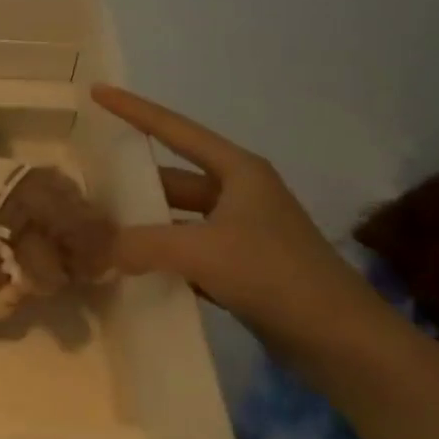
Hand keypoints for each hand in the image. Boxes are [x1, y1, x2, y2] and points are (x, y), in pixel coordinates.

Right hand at [91, 84, 381, 360]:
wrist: (348, 347)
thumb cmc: (277, 276)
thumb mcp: (204, 252)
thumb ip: (144, 244)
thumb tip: (97, 248)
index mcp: (237, 170)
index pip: (174, 129)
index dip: (133, 109)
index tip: (98, 91)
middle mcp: (240, 193)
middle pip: (174, 177)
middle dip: (135, 183)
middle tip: (90, 183)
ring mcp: (245, 232)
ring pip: (181, 218)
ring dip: (149, 225)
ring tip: (103, 228)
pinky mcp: (247, 269)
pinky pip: (193, 251)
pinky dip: (166, 257)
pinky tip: (135, 268)